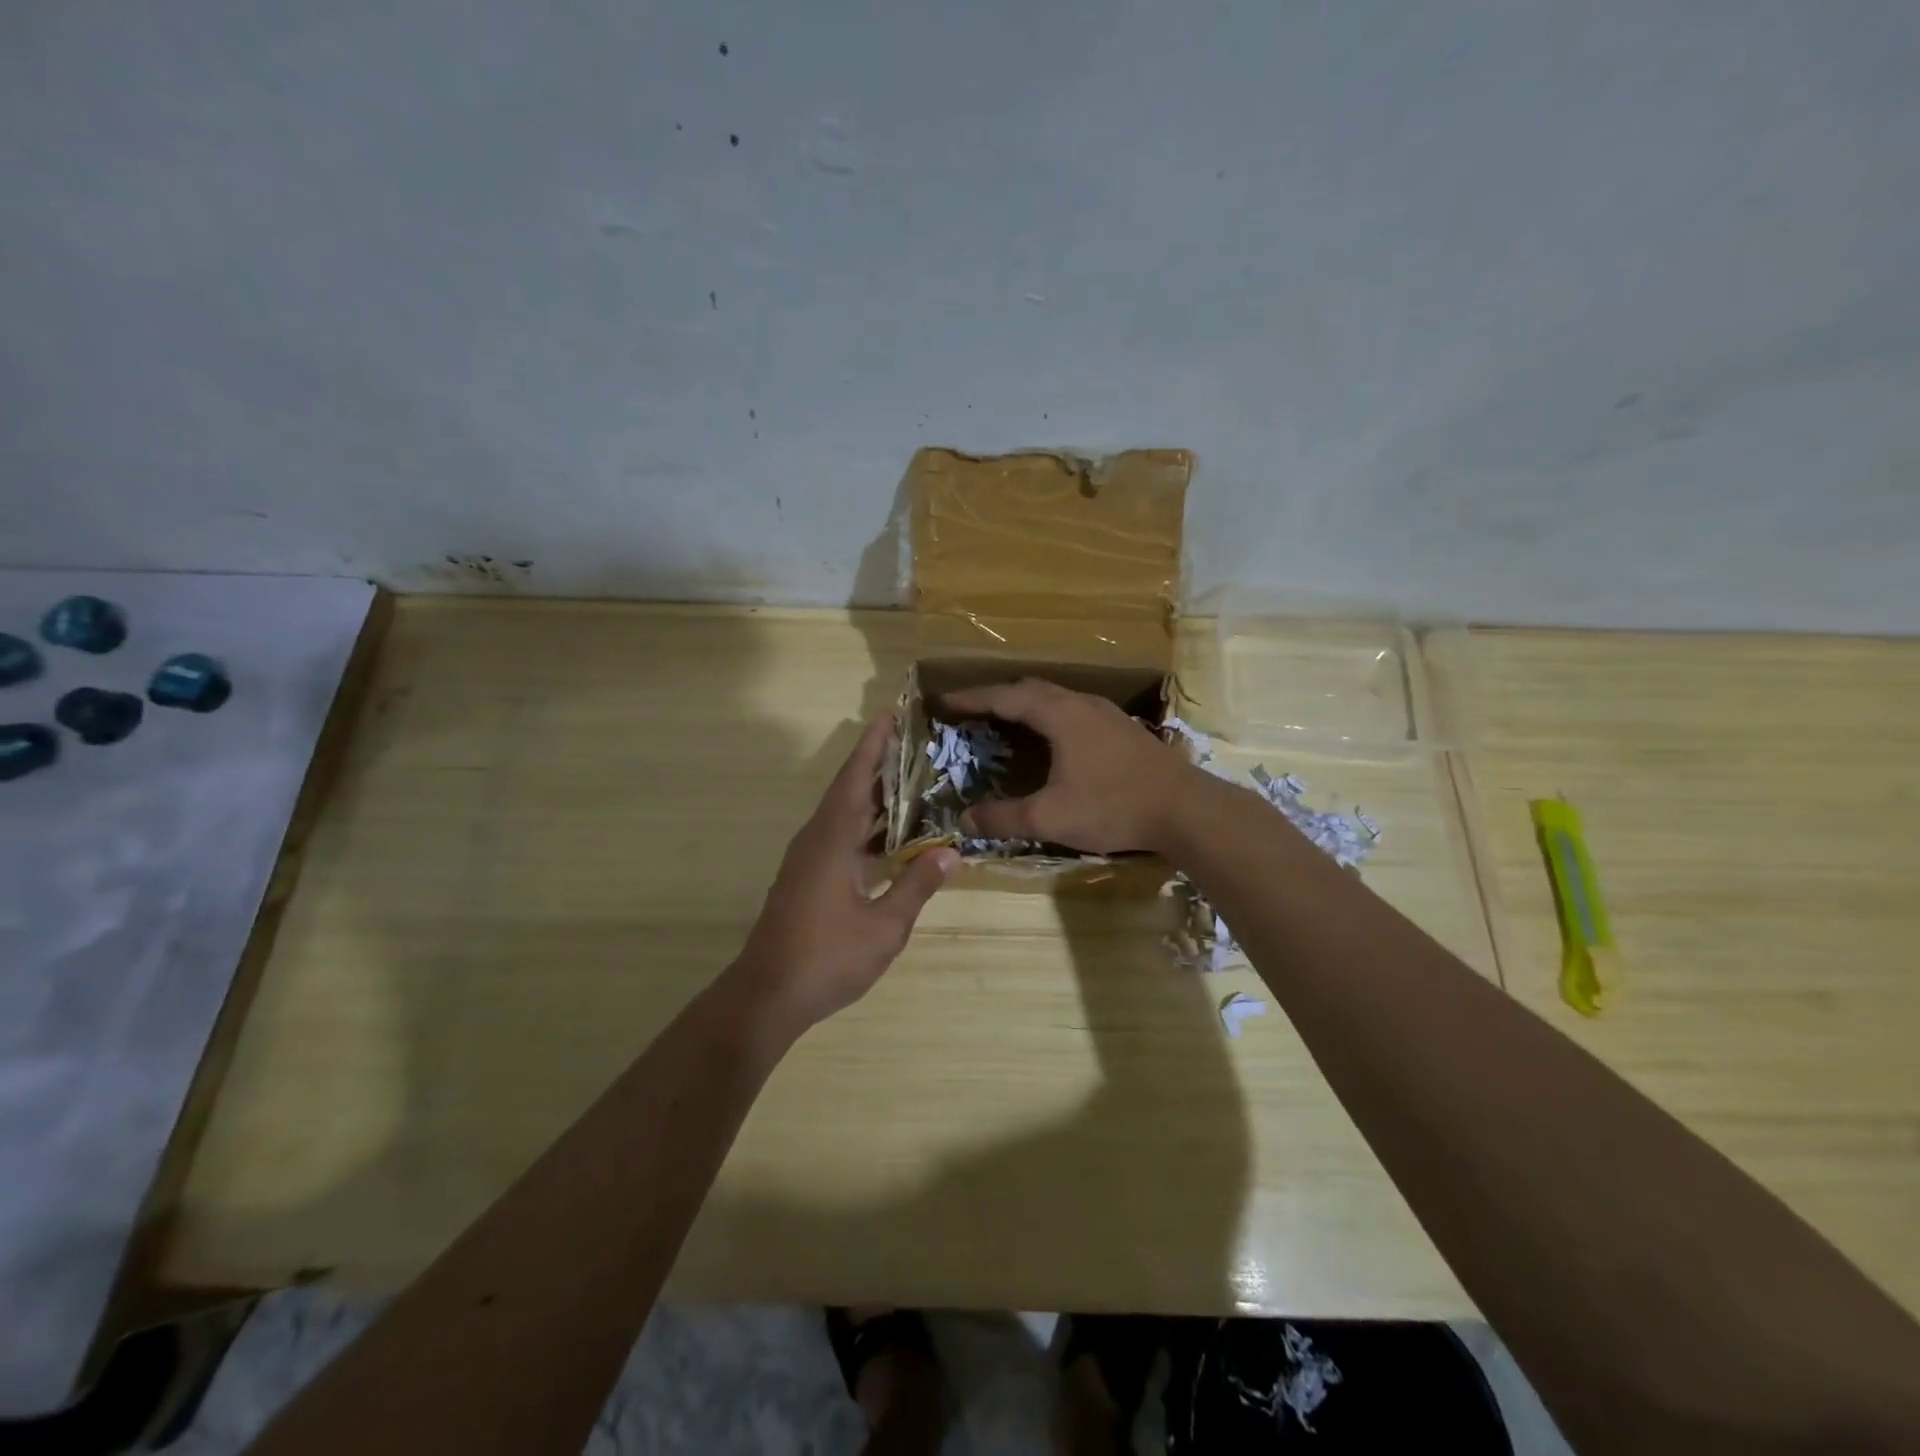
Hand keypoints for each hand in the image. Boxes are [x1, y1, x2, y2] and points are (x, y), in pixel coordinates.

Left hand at [733, 716, 957, 1033]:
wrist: (767, 995)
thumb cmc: (826, 957)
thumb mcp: (884, 925)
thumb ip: (916, 885)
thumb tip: (950, 851)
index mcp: (832, 840)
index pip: (855, 778)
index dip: (873, 745)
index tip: (891, 714)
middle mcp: (817, 840)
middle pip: (850, 791)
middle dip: (880, 766)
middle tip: (918, 745)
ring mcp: (809, 860)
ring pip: (845, 816)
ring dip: (875, 798)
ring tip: (914, 782)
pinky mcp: (807, 879)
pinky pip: (841, 838)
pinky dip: (867, 828)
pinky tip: (894, 838)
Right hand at [940, 679, 1197, 853]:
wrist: (1186, 809)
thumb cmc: (1114, 807)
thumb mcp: (1050, 817)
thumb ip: (1004, 818)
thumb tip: (965, 820)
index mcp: (1059, 714)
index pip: (1005, 697)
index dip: (972, 699)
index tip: (944, 701)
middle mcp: (1081, 704)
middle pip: (1030, 688)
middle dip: (996, 696)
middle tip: (971, 711)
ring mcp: (1106, 714)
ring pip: (1056, 697)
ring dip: (1025, 704)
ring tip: (1005, 720)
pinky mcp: (1122, 729)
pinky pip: (1073, 709)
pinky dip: (1049, 714)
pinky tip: (1053, 737)